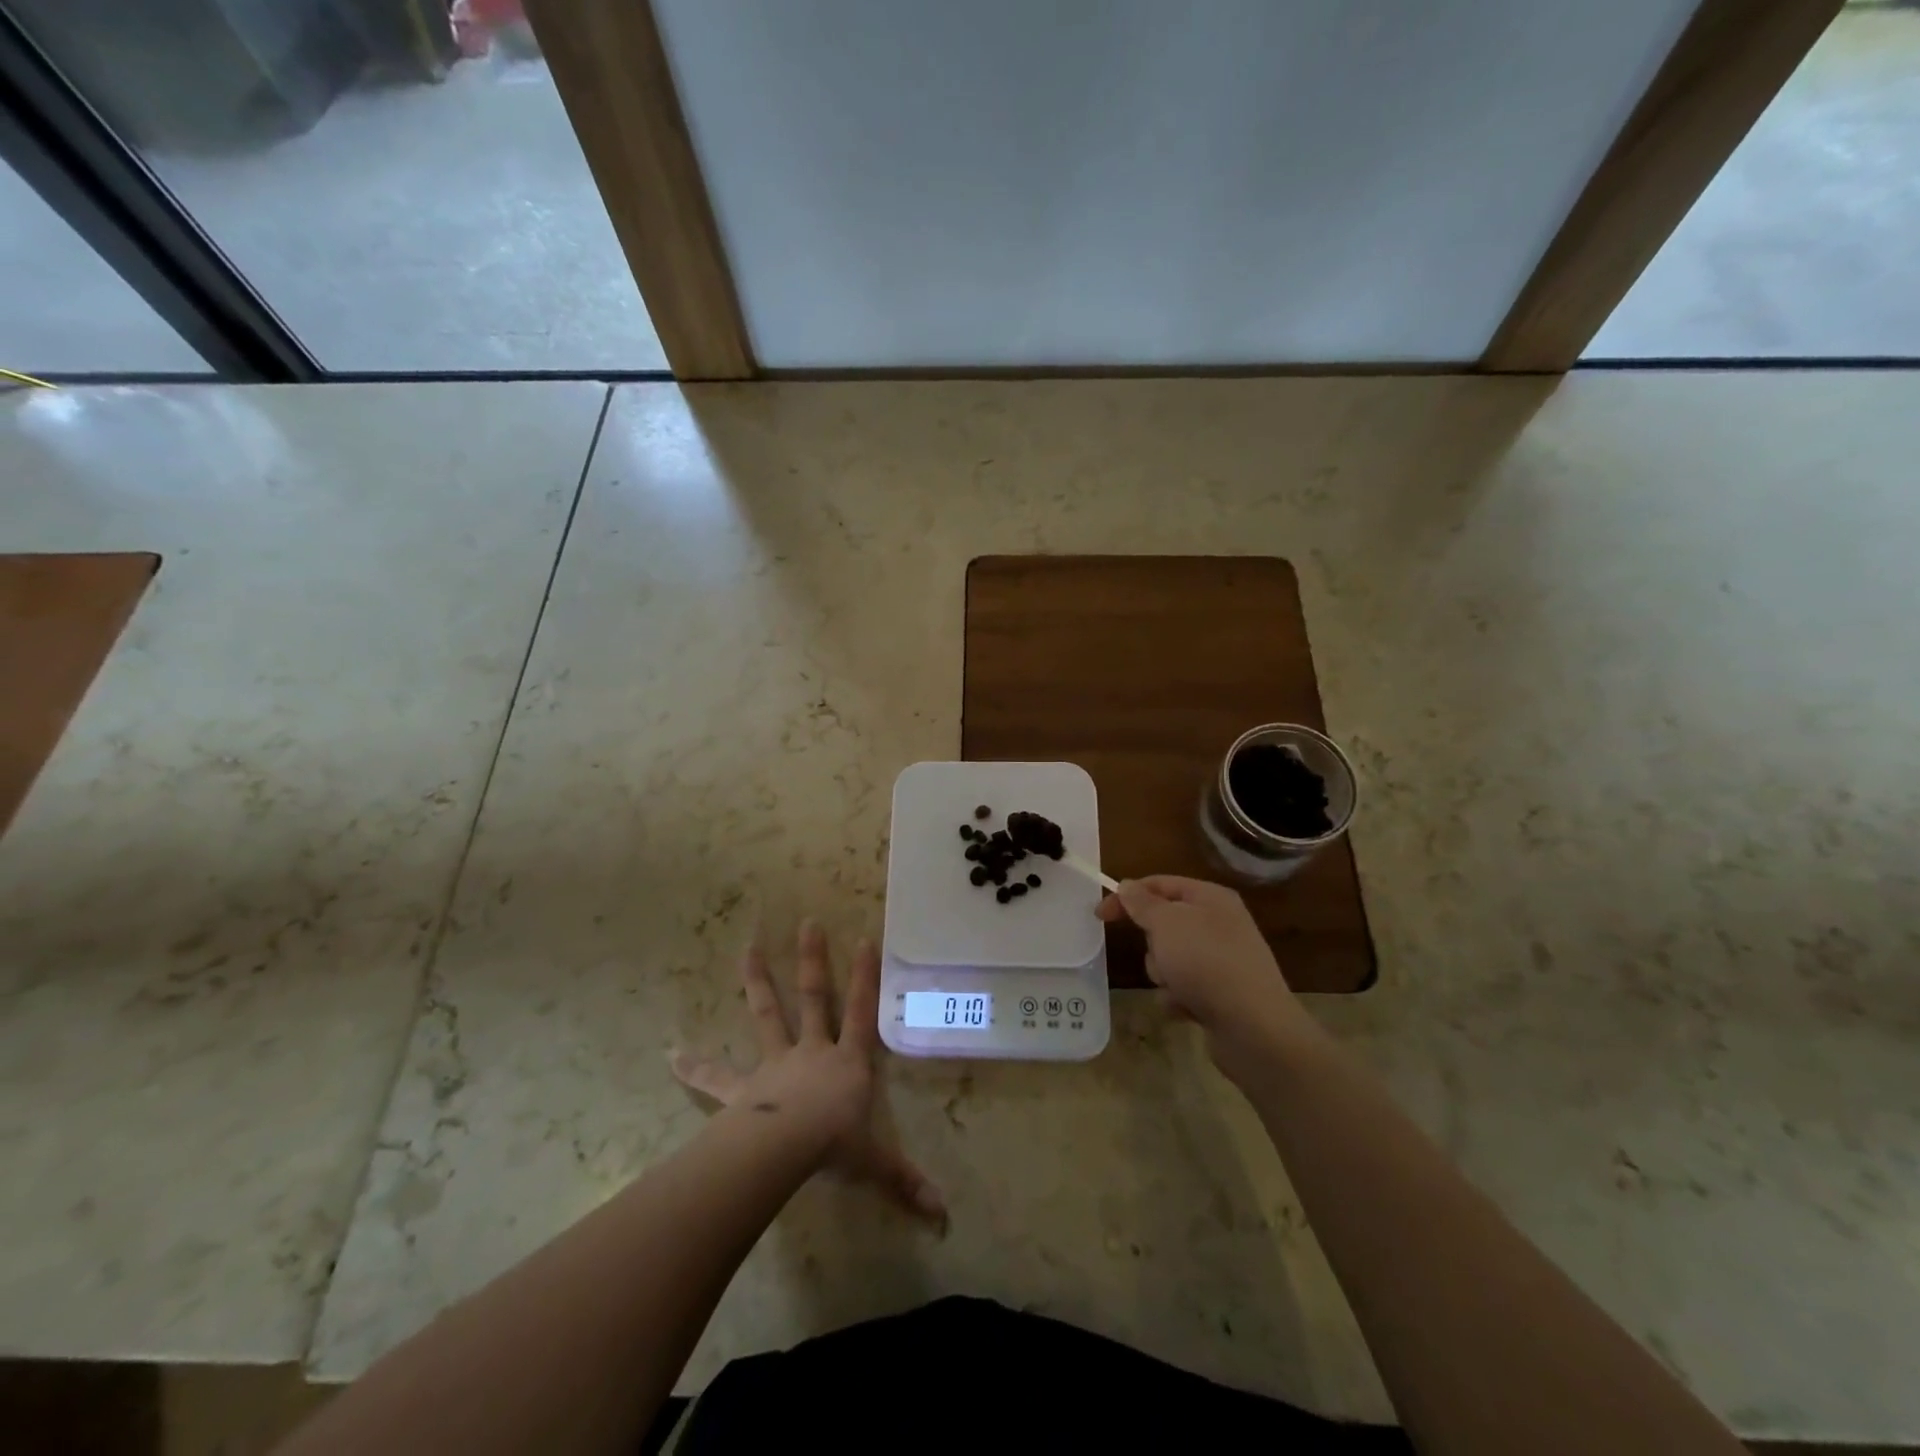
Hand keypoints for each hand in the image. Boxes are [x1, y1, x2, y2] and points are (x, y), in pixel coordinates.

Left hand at [671, 920, 946, 1228]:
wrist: (785, 1148)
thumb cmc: (835, 1145)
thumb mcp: (875, 1163)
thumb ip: (905, 1181)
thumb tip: (943, 1214)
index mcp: (847, 1062)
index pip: (863, 1011)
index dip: (866, 977)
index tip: (865, 939)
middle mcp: (813, 1051)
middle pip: (815, 998)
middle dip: (812, 961)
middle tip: (808, 923)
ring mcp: (776, 1064)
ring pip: (768, 1015)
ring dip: (758, 983)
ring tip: (748, 949)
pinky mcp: (744, 1089)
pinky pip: (716, 1077)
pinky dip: (695, 1067)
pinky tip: (671, 1055)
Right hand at [1097, 876, 1309, 1080]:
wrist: (1255, 1028)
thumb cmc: (1207, 963)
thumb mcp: (1166, 923)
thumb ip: (1142, 903)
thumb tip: (1128, 885)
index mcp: (1211, 898)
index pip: (1160, 884)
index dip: (1127, 896)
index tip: (1099, 915)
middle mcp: (1219, 924)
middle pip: (1164, 924)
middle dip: (1153, 944)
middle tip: (1161, 956)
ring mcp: (1222, 960)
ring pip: (1169, 958)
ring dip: (1164, 974)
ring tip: (1179, 987)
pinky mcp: (1221, 993)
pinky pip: (1183, 987)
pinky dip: (1179, 998)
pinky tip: (1188, 1009)